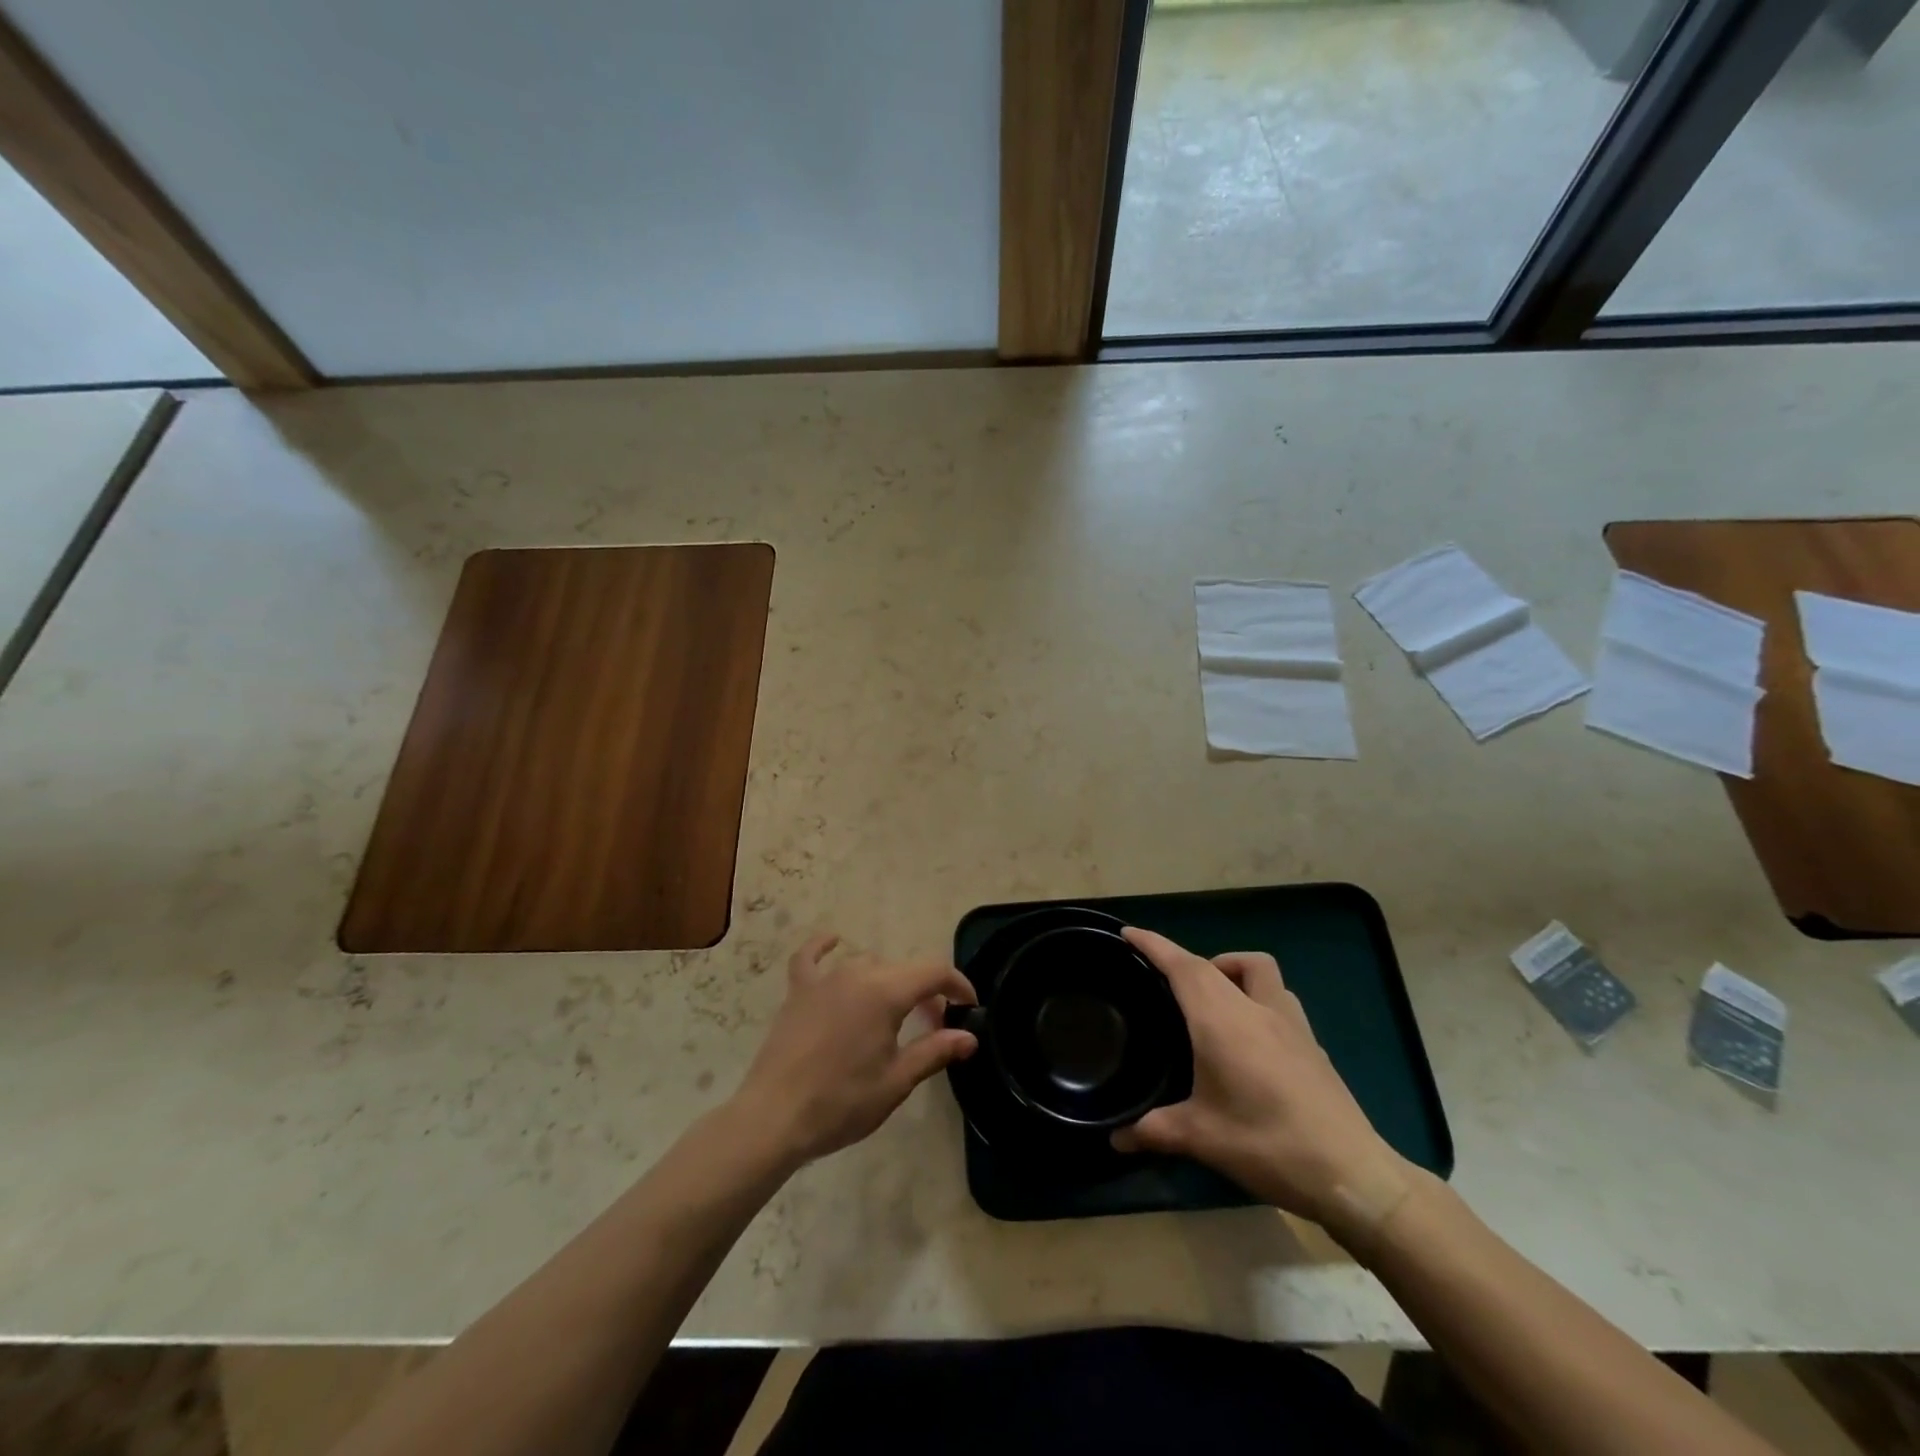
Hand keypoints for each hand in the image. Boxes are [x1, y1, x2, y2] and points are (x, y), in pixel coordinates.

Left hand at [729, 933, 978, 1168]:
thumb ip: (934, 1051)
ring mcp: (824, 979)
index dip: (958, 985)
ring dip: (889, 981)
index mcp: (886, 992)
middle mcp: (857, 973)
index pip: (934, 972)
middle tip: (934, 1027)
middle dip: (926, 992)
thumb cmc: (841, 1102)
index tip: (969, 1007)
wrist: (774, 1118)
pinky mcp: (798, 991)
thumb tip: (968, 1036)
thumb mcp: (896, 1081)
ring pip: (868, 965)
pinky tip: (832, 942)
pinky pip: (811, 958)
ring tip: (896, 1014)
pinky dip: (824, 947)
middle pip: (903, 970)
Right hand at [1112, 928, 1413, 1243]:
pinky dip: (1256, 997)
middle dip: (1185, 961)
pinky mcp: (1311, 1043)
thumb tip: (1115, 1138)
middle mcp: (1256, 1009)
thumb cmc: (1267, 1145)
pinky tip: (1251, 1036)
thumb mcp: (1201, 1138)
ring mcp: (1290, 1023)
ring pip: (1258, 970)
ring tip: (1211, 1001)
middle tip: (1163, 982)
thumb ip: (1152, 1131)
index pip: (1183, 966)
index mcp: (1222, 1020)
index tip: (1129, 933)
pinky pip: (1278, 997)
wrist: (1352, 1174)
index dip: (1154, 945)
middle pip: (1216, 963)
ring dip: (1230, 970)